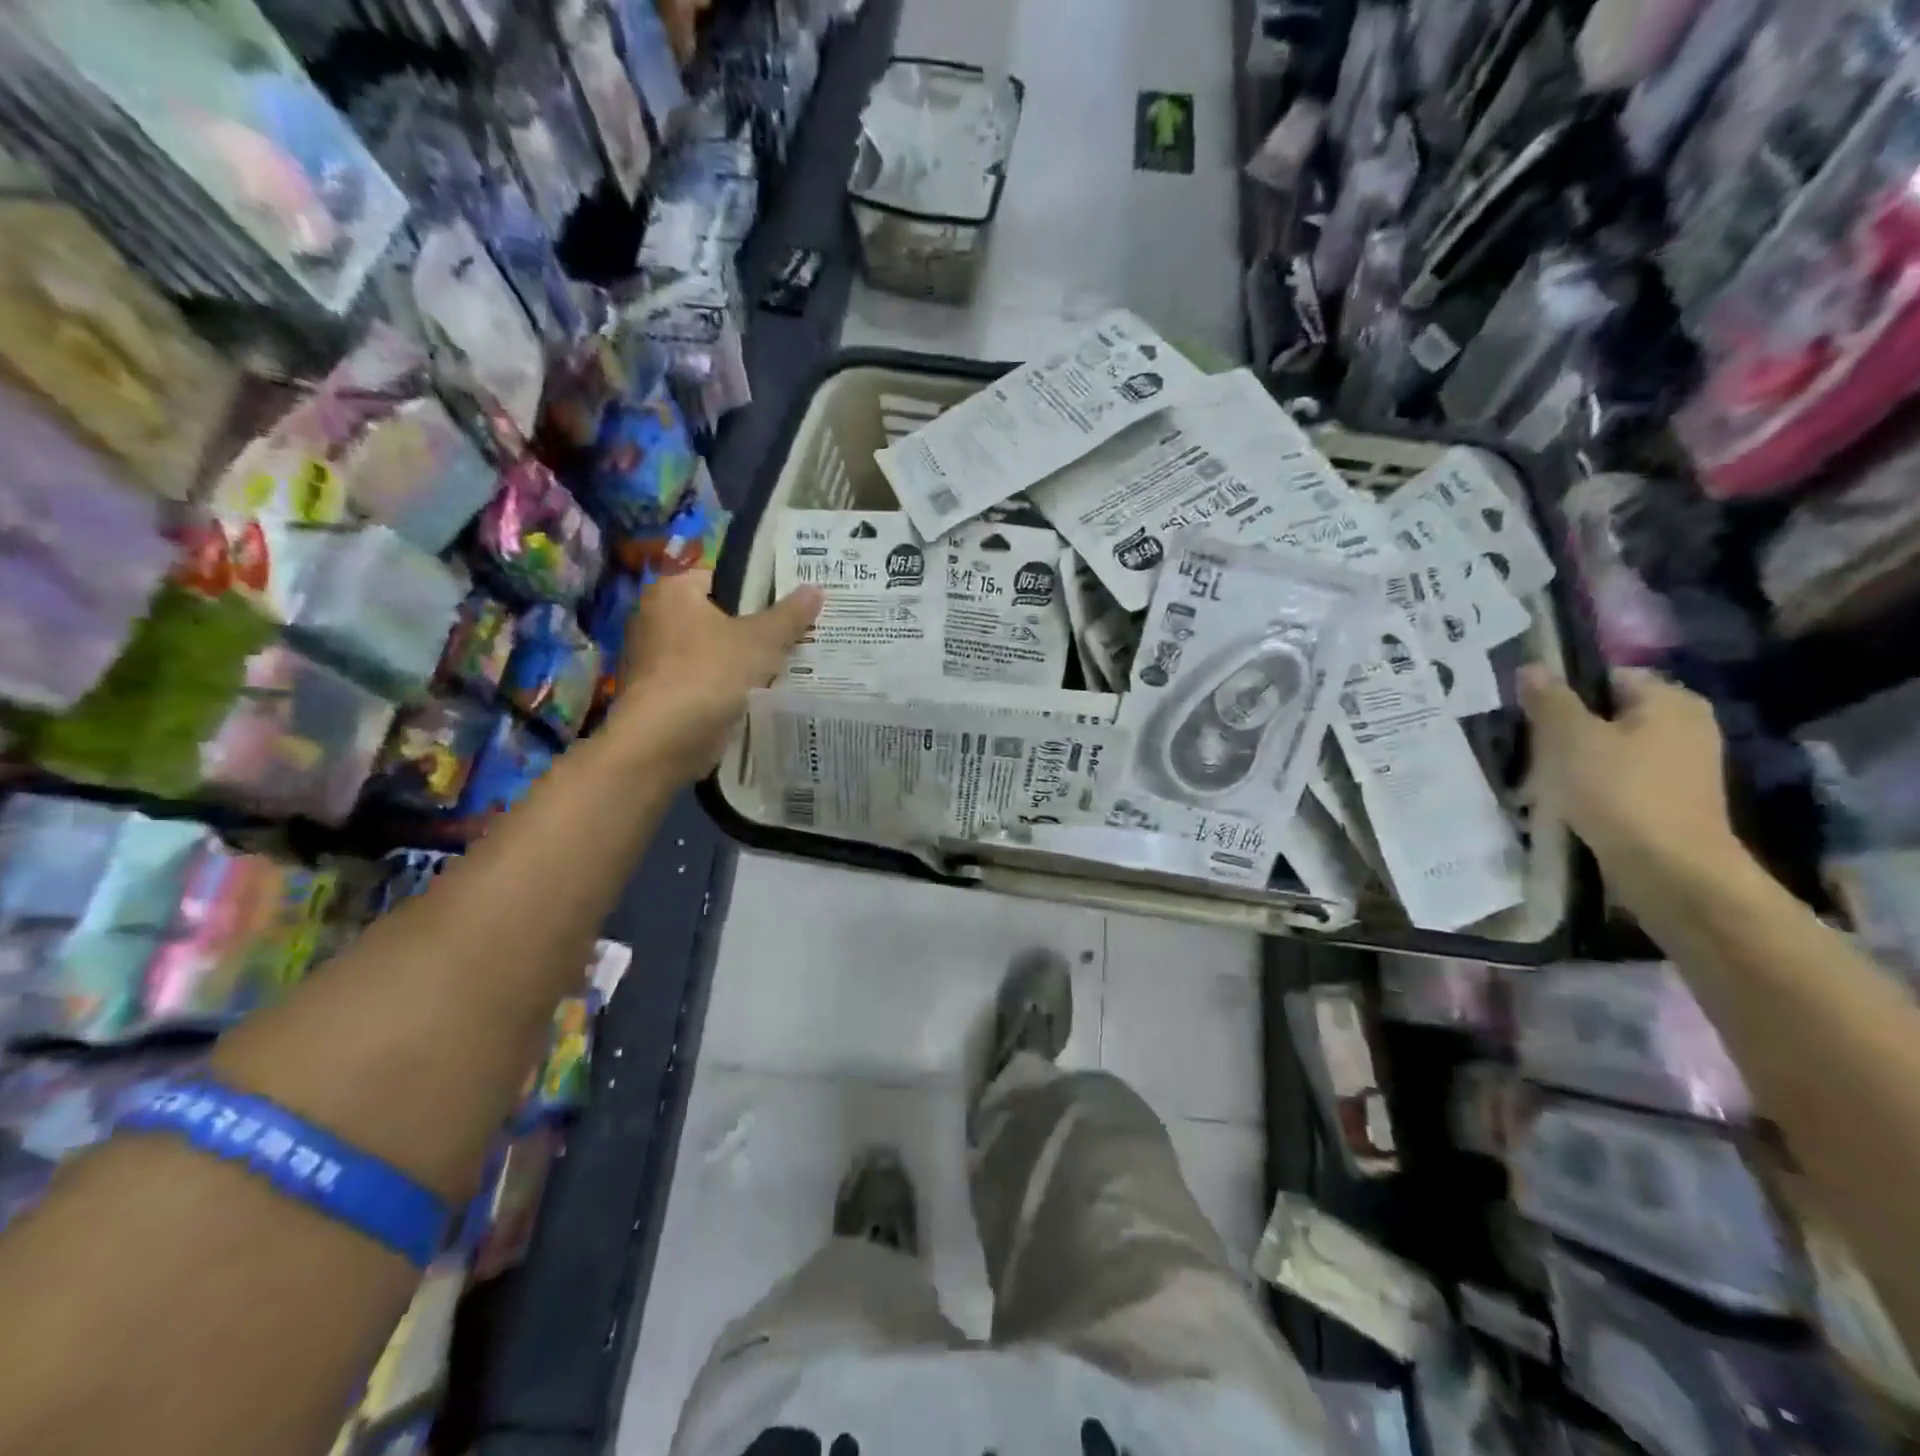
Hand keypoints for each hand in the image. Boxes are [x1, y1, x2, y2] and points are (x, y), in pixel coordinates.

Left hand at [611, 571, 822, 781]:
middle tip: (793, 639)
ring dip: (740, 663)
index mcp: (672, 591)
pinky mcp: (658, 695)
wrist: (663, 741)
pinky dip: (724, 689)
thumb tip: (816, 588)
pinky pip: (702, 682)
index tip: (788, 608)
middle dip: (752, 630)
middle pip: (717, 617)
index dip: (755, 591)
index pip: (719, 578)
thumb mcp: (761, 640)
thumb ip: (790, 615)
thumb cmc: (709, 674)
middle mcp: (654, 618)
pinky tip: (756, 698)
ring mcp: (652, 659)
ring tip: (784, 669)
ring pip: (711, 653)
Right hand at [1519, 665, 1741, 877]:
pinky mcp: (1669, 801)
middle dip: (1564, 730)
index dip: (1564, 690)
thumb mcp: (1569, 736)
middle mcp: (1685, 726)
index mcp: (1670, 700)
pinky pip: (1618, 780)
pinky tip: (1563, 803)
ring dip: (1572, 762)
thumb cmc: (1618, 790)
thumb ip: (1549, 699)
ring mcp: (1681, 767)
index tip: (1528, 713)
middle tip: (1527, 747)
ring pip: (1608, 750)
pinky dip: (1590, 787)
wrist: (1668, 869)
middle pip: (1607, 714)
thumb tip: (1533, 667)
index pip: (1607, 676)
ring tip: (1537, 780)